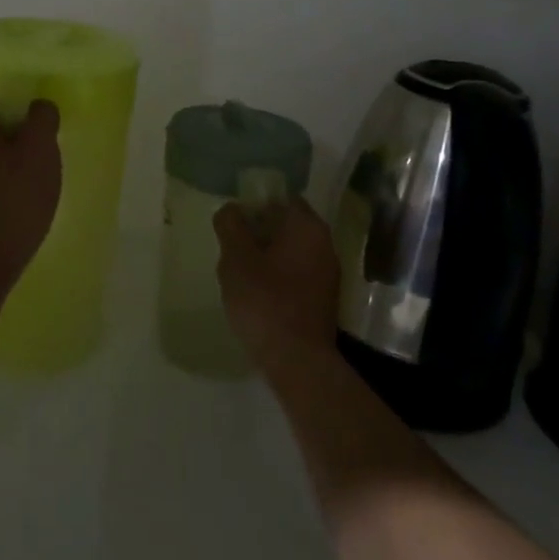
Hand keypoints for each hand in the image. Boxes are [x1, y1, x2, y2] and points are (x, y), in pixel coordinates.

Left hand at [0, 100, 61, 288]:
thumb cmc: (14, 197)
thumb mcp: (41, 148)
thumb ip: (42, 117)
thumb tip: (38, 107)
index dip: (24, 127)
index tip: (40, 150)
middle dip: (12, 151)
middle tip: (36, 173)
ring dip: (1, 174)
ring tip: (24, 197)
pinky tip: (7, 213)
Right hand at [215, 197, 342, 371]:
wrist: (298, 361)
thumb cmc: (265, 302)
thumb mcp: (236, 260)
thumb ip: (231, 227)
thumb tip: (231, 209)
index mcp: (307, 226)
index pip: (281, 198)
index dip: (255, 204)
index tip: (234, 221)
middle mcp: (324, 243)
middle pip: (286, 224)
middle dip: (259, 232)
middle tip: (232, 247)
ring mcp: (328, 272)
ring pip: (291, 250)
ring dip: (267, 255)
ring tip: (240, 273)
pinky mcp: (324, 297)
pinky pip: (297, 273)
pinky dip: (278, 275)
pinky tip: (258, 293)